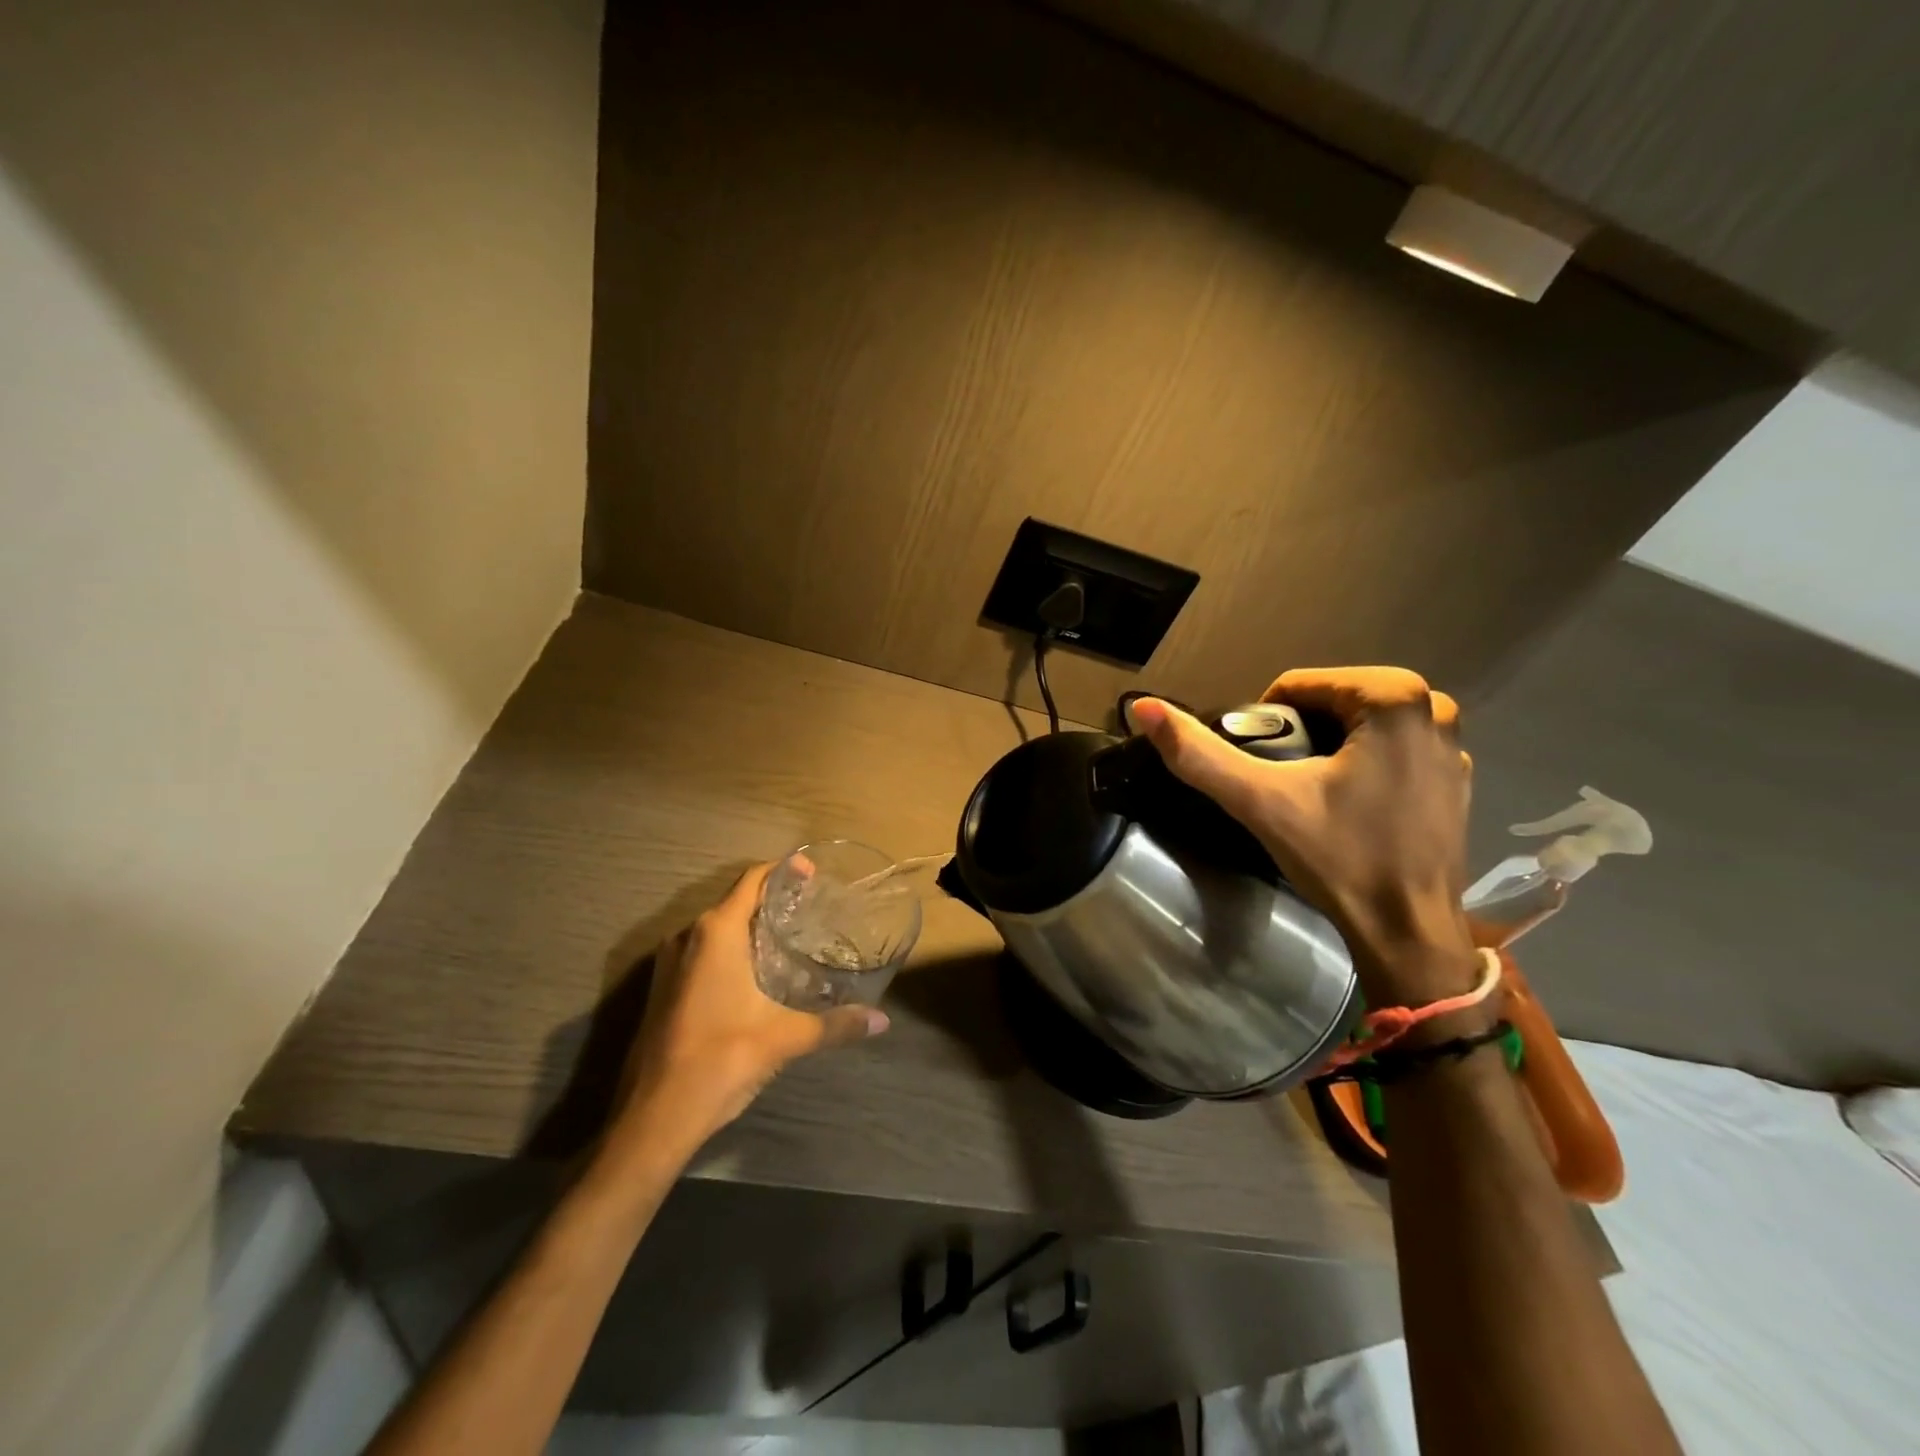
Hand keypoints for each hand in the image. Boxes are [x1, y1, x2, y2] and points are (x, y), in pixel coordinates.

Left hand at [605, 864, 889, 1167]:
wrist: (652, 1118)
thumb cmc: (721, 1060)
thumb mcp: (785, 1038)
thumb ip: (835, 1024)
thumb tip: (882, 1021)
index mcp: (716, 932)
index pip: (753, 880)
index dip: (785, 871)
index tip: (814, 873)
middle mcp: (688, 936)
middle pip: (736, 900)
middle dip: (773, 899)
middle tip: (812, 908)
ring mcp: (671, 962)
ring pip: (718, 928)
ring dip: (751, 926)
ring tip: (792, 937)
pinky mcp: (664, 987)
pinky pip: (704, 951)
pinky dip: (733, 949)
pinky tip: (759, 973)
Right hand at [1129, 668, 1474, 1005]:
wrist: (1408, 933)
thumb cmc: (1339, 858)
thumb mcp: (1259, 801)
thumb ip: (1199, 753)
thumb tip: (1142, 707)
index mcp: (1392, 697)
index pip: (1298, 686)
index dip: (1266, 723)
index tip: (1264, 770)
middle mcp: (1432, 707)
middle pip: (1331, 700)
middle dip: (1300, 733)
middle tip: (1283, 784)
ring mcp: (1452, 744)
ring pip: (1361, 722)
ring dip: (1331, 746)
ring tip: (1312, 794)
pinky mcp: (1457, 777)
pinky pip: (1392, 748)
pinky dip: (1365, 763)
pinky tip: (1352, 806)